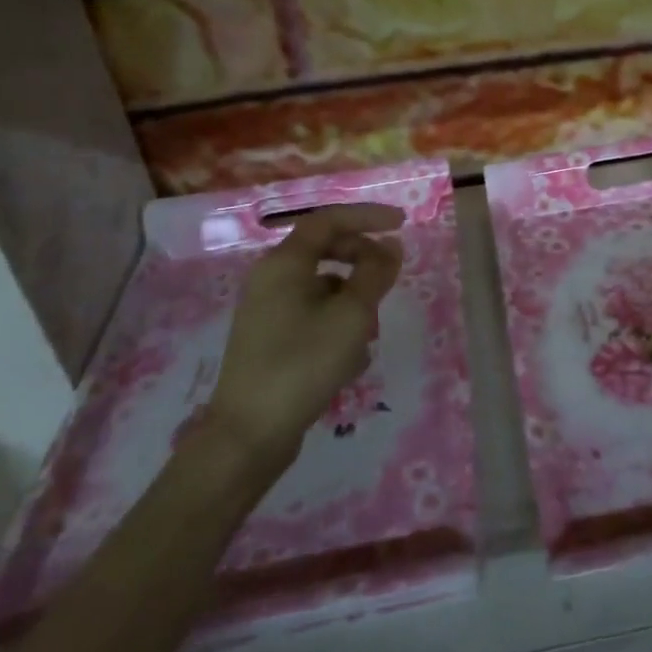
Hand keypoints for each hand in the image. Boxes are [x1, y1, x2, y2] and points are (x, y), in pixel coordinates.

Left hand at [208, 205, 404, 467]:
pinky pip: (312, 317)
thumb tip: (391, 245)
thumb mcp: (351, 315)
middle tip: (391, 278)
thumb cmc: (303, 363)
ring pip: (322, 289)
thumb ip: (375, 274)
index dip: (368, 216)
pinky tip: (351, 361)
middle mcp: (270, 279)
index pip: (329, 220)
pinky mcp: (270, 340)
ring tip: (370, 334)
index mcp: (284, 263)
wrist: (248, 435)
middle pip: (325, 251)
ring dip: (353, 301)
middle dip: (363, 262)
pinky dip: (337, 326)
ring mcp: (267, 311)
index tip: (402, 224)